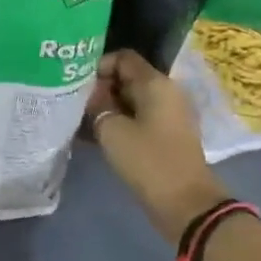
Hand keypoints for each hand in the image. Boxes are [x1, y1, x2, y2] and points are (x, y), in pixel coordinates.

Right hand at [85, 49, 228, 242]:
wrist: (184, 203)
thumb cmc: (147, 161)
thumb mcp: (112, 130)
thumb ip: (97, 105)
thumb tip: (92, 94)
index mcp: (156, 83)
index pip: (123, 58)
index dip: (98, 66)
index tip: (78, 84)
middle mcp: (166, 92)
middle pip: (128, 78)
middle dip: (100, 89)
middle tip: (75, 104)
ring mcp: (169, 114)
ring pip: (131, 100)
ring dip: (108, 108)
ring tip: (81, 122)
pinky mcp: (167, 135)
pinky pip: (139, 118)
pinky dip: (119, 123)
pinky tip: (96, 137)